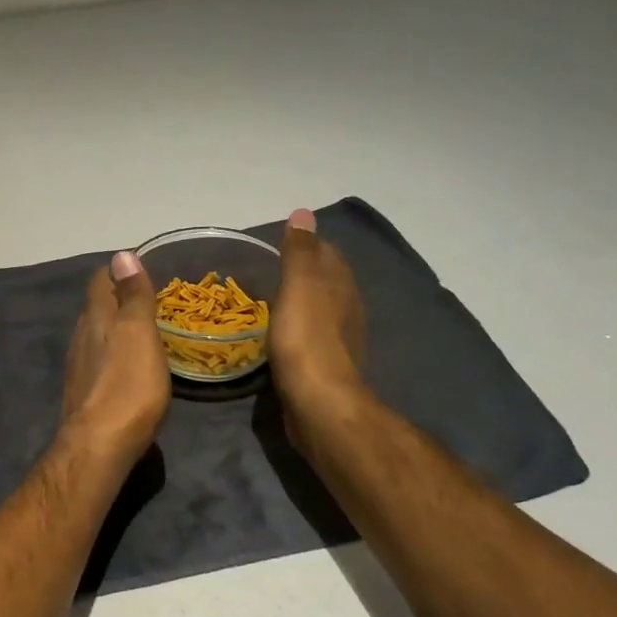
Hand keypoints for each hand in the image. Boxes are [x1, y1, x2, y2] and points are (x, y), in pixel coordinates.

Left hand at [60, 250, 171, 467]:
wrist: (99, 446)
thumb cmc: (127, 385)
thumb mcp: (139, 333)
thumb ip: (133, 296)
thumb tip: (121, 255)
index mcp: (96, 318)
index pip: (99, 281)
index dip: (117, 272)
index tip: (140, 270)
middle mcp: (81, 337)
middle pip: (96, 308)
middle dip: (117, 300)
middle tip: (147, 300)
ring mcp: (79, 367)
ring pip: (95, 336)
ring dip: (114, 330)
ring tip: (140, 332)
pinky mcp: (83, 394)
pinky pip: (98, 362)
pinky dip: (113, 356)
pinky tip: (127, 368)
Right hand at [268, 208, 368, 451]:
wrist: (319, 403)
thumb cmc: (306, 339)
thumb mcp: (299, 286)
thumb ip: (299, 252)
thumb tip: (304, 213)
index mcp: (340, 286)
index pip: (327, 253)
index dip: (307, 244)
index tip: (280, 243)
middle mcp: (346, 309)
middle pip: (327, 281)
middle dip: (305, 272)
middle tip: (270, 269)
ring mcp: (338, 340)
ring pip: (320, 310)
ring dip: (301, 302)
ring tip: (270, 300)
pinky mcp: (325, 367)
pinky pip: (310, 337)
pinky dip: (296, 329)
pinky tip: (279, 335)